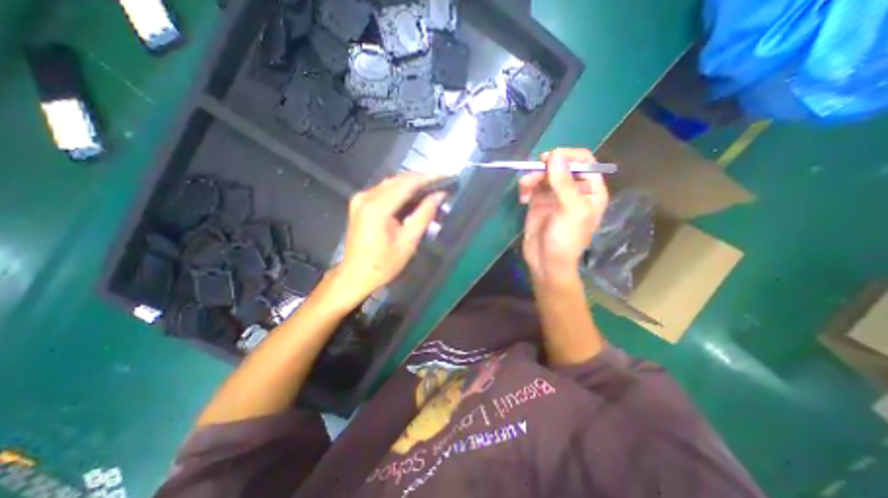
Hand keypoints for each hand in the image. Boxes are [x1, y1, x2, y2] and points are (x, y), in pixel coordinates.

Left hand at [334, 173, 444, 296]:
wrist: (356, 275)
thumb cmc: (384, 264)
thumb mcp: (408, 241)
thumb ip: (424, 214)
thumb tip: (440, 195)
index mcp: (377, 207)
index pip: (407, 183)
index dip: (429, 177)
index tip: (446, 175)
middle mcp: (366, 197)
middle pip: (398, 180)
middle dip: (421, 179)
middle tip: (441, 181)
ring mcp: (360, 199)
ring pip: (391, 183)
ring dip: (411, 184)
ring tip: (431, 187)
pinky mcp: (360, 204)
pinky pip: (384, 190)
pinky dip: (400, 191)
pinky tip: (413, 195)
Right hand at [522, 148, 610, 284]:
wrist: (546, 262)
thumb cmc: (566, 239)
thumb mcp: (570, 209)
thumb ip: (563, 182)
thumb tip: (554, 155)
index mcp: (591, 190)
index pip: (584, 161)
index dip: (568, 156)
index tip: (551, 158)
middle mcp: (573, 189)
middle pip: (560, 165)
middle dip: (546, 167)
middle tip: (534, 173)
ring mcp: (554, 195)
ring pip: (543, 174)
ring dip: (532, 178)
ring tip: (524, 190)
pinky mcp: (538, 202)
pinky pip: (532, 186)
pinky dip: (526, 188)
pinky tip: (523, 199)